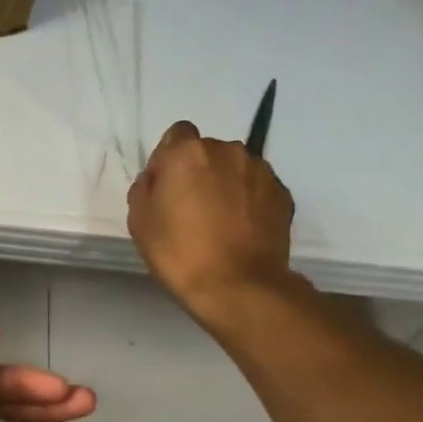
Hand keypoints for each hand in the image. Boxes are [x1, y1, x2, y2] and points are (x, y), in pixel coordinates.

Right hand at [127, 120, 300, 329]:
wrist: (238, 286)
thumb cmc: (179, 253)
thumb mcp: (139, 221)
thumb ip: (145, 188)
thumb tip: (158, 178)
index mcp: (188, 152)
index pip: (177, 134)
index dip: (168, 159)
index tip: (166, 188)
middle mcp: (228, 150)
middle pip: (207, 152)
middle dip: (199, 172)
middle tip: (191, 210)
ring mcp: (260, 171)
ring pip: (235, 169)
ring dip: (226, 185)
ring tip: (220, 222)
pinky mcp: (282, 194)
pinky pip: (257, 189)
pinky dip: (248, 202)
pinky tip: (240, 231)